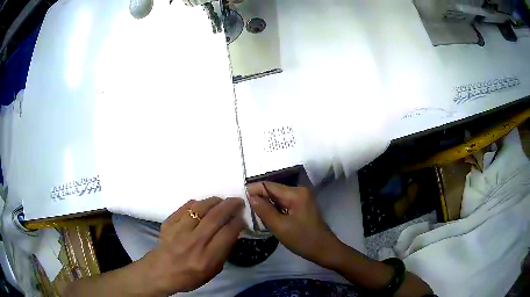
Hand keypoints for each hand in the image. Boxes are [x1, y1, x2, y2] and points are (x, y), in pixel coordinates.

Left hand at [144, 197, 244, 294]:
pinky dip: (195, 203)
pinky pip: (184, 208)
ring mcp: (179, 231)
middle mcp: (194, 242)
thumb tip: (232, 232)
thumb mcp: (213, 271)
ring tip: (221, 200)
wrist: (160, 272)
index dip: (238, 222)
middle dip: (230, 206)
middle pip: (215, 217)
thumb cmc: (189, 276)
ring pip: (200, 208)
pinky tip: (201, 204)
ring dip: (214, 201)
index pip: (227, 233)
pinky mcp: (168, 223)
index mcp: (207, 257)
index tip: (242, 217)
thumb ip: (223, 252)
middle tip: (237, 201)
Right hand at [247, 182, 342, 266]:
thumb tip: (250, 197)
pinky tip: (264, 215)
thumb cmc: (303, 239)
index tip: (239, 196)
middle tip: (242, 206)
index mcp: (296, 193)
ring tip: (250, 211)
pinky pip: (284, 204)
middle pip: (274, 191)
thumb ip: (265, 210)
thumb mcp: (280, 227)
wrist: (324, 250)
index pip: (270, 186)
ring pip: (278, 198)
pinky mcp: (302, 207)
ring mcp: (302, 199)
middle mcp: (299, 191)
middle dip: (259, 197)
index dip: (254, 189)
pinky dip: (274, 209)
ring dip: (266, 204)